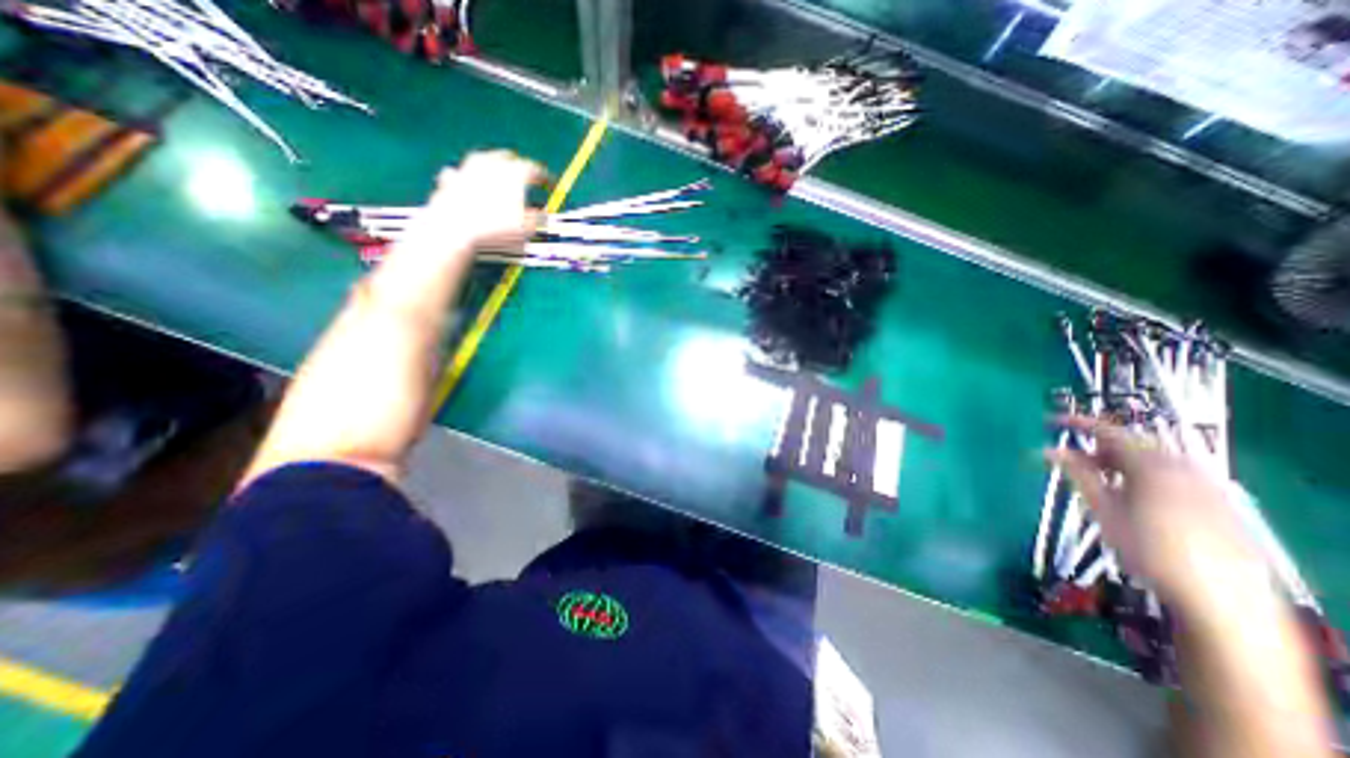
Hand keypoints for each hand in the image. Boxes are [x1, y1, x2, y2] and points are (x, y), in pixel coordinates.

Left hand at [409, 151, 543, 255]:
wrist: (455, 229)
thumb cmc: (497, 229)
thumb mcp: (527, 228)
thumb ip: (537, 218)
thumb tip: (542, 215)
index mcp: (515, 173)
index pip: (536, 169)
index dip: (546, 178)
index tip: (551, 186)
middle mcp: (491, 163)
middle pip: (508, 157)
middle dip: (519, 166)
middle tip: (526, 178)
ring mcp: (467, 168)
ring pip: (483, 159)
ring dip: (492, 167)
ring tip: (498, 178)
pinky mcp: (450, 179)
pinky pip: (460, 173)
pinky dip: (466, 178)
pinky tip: (467, 185)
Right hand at [1047, 415, 1271, 614]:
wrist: (1222, 598)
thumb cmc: (1149, 550)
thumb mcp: (1104, 510)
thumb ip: (1078, 474)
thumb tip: (1050, 450)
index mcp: (1153, 465)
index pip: (1109, 432)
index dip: (1078, 424)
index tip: (1050, 421)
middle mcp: (1183, 467)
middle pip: (1133, 443)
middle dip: (1098, 445)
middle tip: (1069, 454)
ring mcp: (1204, 484)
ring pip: (1152, 459)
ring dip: (1118, 460)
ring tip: (1095, 475)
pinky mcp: (1215, 501)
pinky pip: (1170, 473)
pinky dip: (1140, 473)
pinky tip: (1129, 492)